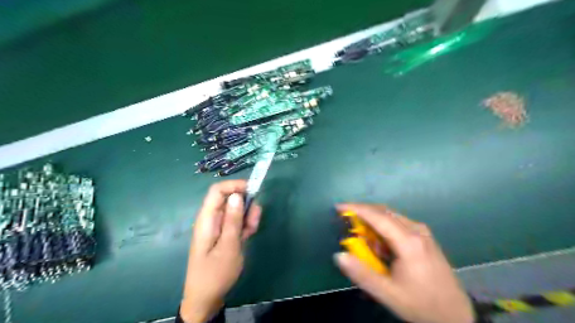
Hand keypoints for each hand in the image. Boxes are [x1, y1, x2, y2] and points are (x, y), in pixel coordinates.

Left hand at [179, 181, 261, 320]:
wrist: (206, 298)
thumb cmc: (216, 273)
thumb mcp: (229, 246)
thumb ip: (233, 220)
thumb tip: (237, 195)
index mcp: (207, 219)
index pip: (218, 190)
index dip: (235, 185)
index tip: (253, 191)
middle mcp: (211, 219)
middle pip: (229, 199)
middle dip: (245, 205)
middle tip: (254, 220)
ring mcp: (217, 226)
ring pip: (235, 211)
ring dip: (247, 216)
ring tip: (251, 231)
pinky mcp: (223, 233)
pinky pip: (235, 222)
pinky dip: (244, 225)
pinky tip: (248, 236)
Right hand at [336, 205, 473, 322]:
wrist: (455, 316)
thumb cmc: (420, 304)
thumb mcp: (387, 293)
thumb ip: (361, 274)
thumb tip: (339, 255)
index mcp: (409, 242)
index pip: (378, 216)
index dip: (356, 209)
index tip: (339, 207)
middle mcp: (417, 231)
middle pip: (384, 212)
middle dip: (363, 212)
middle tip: (346, 220)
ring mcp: (423, 233)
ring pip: (392, 216)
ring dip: (373, 221)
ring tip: (362, 236)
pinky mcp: (426, 238)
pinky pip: (399, 223)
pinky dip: (384, 227)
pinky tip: (381, 244)